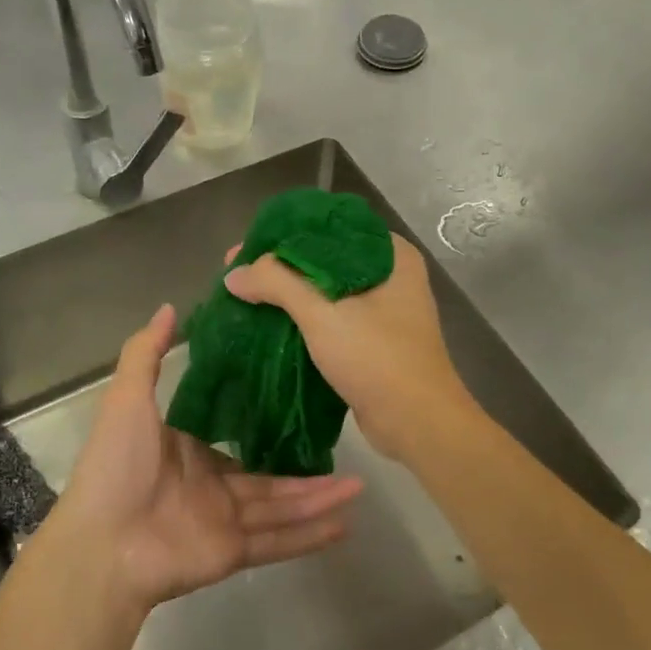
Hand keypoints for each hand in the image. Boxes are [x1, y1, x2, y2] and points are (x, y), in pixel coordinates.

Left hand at [54, 304, 363, 612]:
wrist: (102, 545)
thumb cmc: (116, 466)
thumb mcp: (128, 400)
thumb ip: (147, 354)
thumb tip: (170, 307)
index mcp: (190, 450)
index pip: (239, 435)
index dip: (272, 423)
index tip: (307, 402)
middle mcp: (211, 484)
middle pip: (270, 475)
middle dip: (309, 469)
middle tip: (351, 453)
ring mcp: (223, 521)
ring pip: (281, 507)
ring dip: (319, 499)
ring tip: (360, 488)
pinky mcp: (232, 553)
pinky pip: (277, 542)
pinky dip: (309, 536)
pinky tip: (344, 525)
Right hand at [223, 236, 478, 466]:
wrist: (416, 422)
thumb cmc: (376, 357)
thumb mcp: (322, 312)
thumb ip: (276, 283)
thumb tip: (234, 273)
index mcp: (389, 254)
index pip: (328, 227)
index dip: (282, 234)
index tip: (246, 246)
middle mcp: (390, 275)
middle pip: (323, 258)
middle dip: (280, 267)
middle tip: (238, 273)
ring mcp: (384, 310)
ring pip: (325, 290)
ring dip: (289, 295)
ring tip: (247, 297)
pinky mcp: (374, 341)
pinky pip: (331, 318)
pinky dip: (303, 319)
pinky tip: (270, 324)